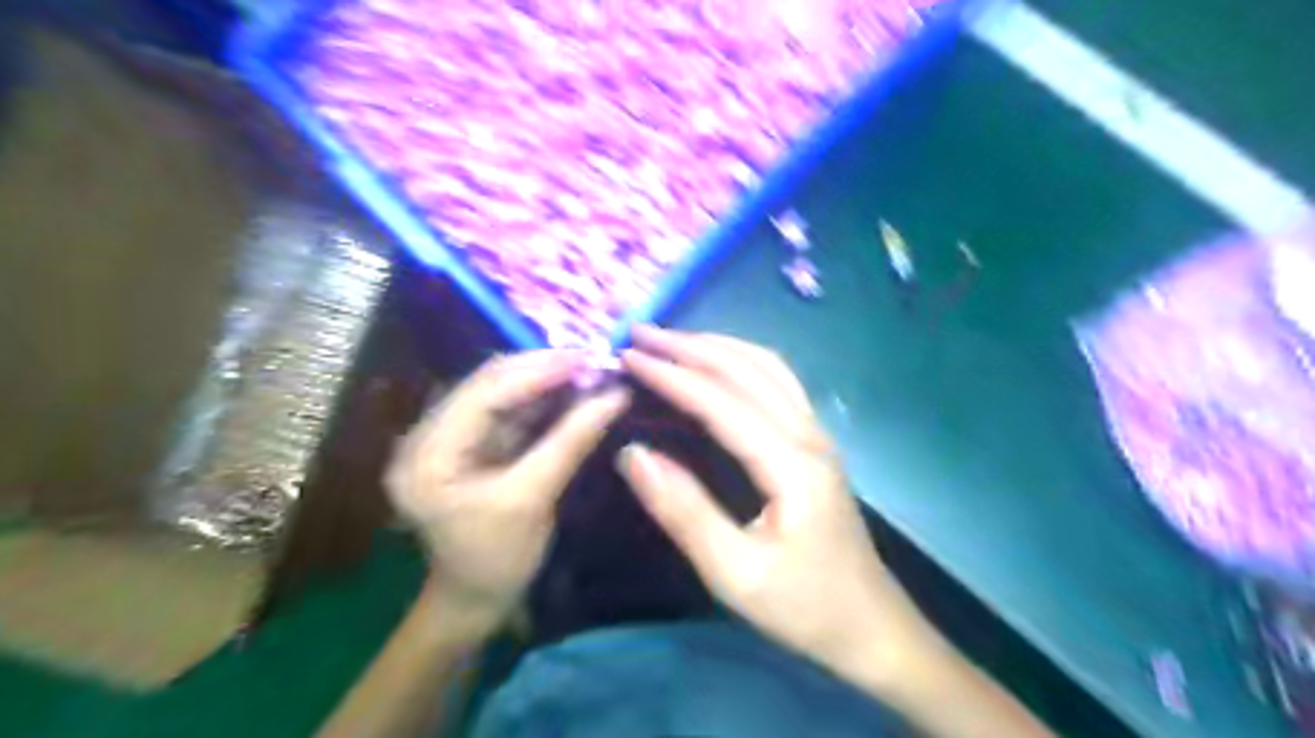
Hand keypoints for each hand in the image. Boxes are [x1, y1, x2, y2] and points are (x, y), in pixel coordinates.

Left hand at [385, 353, 627, 630]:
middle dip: (542, 370)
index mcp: (428, 455)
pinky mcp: (470, 445)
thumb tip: (615, 396)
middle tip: (592, 360)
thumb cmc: (496, 560)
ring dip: (544, 381)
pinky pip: (508, 411)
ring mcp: (448, 438)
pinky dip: (542, 400)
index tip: (585, 357)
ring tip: (588, 370)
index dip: (536, 371)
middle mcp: (429, 436)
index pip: (483, 395)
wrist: (474, 599)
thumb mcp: (532, 500)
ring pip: (500, 393)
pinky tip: (572, 391)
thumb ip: (570, 443)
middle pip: (488, 385)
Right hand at [618, 325, 933, 690]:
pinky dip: (741, 361)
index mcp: (791, 464)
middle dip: (691, 346)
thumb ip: (684, 511)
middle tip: (642, 332)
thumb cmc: (804, 607)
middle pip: (747, 370)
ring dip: (718, 347)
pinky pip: (778, 382)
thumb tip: (634, 454)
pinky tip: (720, 365)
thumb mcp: (735, 574)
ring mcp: (818, 435)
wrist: (872, 627)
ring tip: (674, 341)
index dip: (672, 375)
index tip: (628, 356)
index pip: (721, 401)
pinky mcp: (817, 444)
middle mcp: (808, 435)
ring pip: (767, 367)